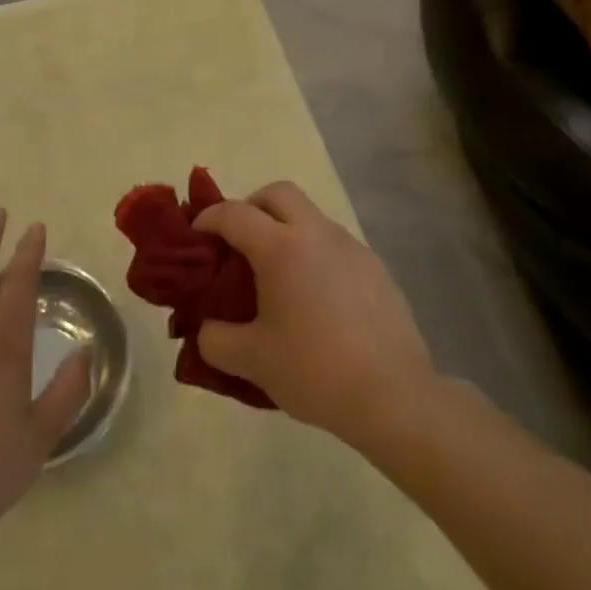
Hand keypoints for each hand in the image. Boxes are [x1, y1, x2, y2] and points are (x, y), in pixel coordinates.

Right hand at [194, 182, 435, 447]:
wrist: (394, 396)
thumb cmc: (314, 370)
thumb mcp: (252, 360)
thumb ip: (216, 339)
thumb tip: (207, 329)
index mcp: (281, 247)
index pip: (235, 213)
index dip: (209, 219)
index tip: (196, 235)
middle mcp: (317, 234)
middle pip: (278, 193)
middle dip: (252, 207)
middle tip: (239, 243)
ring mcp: (351, 247)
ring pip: (310, 216)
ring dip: (286, 230)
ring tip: (277, 276)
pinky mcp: (375, 268)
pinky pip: (335, 245)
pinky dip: (315, 255)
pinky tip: (315, 299)